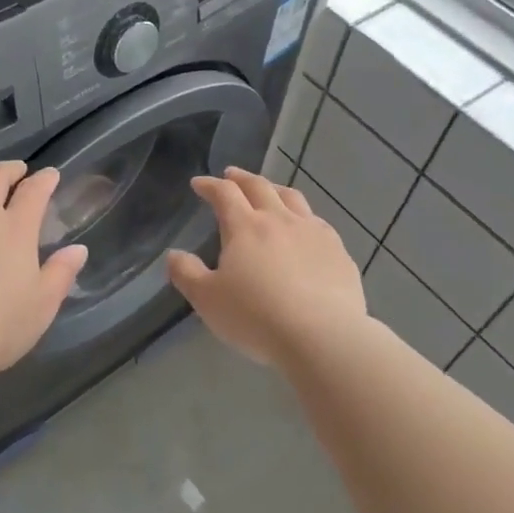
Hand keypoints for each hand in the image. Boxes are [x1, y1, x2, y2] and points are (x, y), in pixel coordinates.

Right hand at [166, 167, 368, 366]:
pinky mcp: (339, 252)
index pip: (224, 193)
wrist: (323, 337)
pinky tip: (305, 229)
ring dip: (275, 190)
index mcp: (245, 227)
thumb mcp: (207, 300)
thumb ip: (187, 274)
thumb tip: (174, 255)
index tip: (199, 183)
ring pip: (293, 198)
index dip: (210, 185)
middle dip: (241, 178)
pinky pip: (318, 223)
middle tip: (231, 175)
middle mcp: (280, 220)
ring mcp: (314, 233)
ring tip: (269, 191)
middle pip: (260, 187)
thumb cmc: (256, 317)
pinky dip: (303, 217)